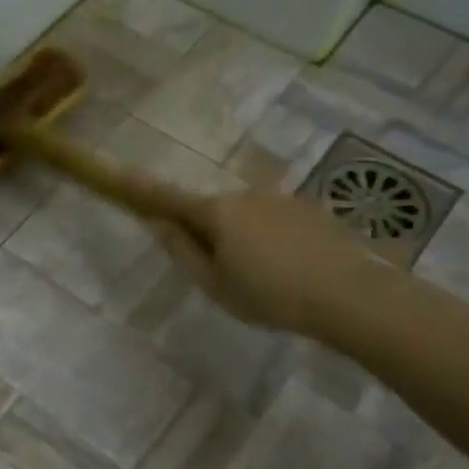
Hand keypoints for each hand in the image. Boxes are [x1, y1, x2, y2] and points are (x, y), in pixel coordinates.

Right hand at [131, 178, 374, 335]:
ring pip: (244, 216)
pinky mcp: (309, 209)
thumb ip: (182, 251)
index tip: (118, 174)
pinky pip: (273, 220)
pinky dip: (269, 239)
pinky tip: (287, 270)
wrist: (349, 295)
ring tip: (261, 279)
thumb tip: (159, 225)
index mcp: (216, 212)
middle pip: (210, 210)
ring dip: (240, 238)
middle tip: (217, 273)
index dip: (141, 189)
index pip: (168, 197)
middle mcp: (245, 195)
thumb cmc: (269, 295)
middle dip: (205, 232)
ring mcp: (280, 198)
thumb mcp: (214, 284)